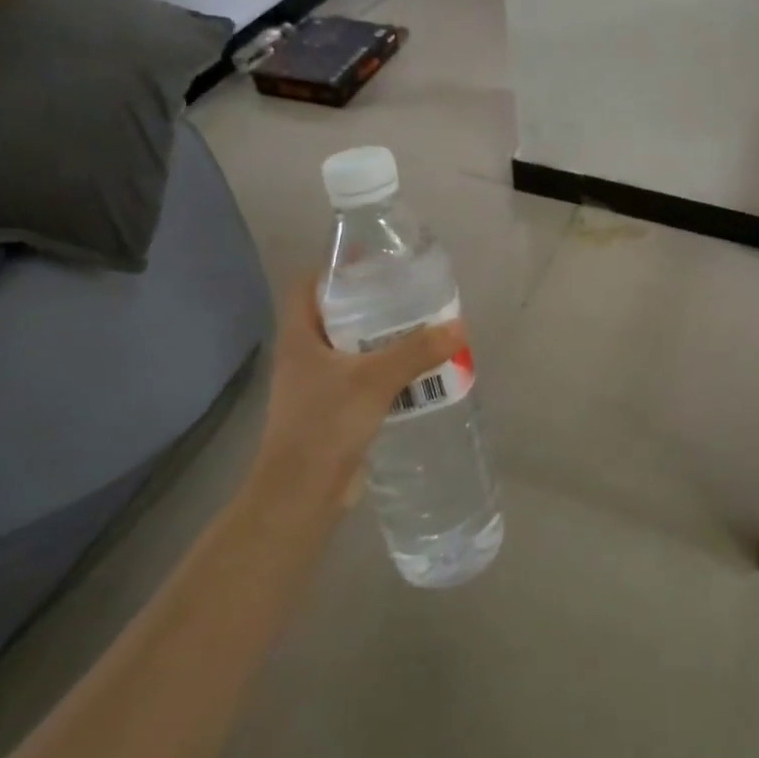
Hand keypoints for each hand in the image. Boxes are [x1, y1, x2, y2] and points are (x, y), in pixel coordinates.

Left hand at [247, 279, 466, 523]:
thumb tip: (459, 327)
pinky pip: (362, 379)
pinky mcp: (332, 411)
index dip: (335, 270)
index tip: (372, 263)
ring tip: (421, 329)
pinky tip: (416, 372)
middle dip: (371, 305)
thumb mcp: (375, 380)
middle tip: (409, 295)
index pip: (308, 287)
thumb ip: (416, 352)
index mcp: (300, 337)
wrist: (300, 494)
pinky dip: (386, 371)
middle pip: (335, 316)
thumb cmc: (325, 424)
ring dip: (382, 340)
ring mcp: (316, 386)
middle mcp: (304, 356)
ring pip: (351, 349)